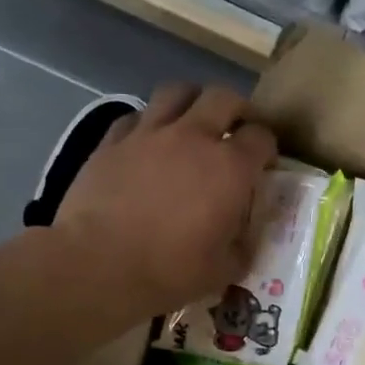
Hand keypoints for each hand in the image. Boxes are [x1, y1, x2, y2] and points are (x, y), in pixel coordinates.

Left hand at [54, 83, 277, 318]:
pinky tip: (147, 142)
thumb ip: (242, 246)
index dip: (267, 148)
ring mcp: (149, 134)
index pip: (262, 137)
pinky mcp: (112, 141)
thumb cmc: (169, 272)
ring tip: (192, 122)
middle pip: (224, 98)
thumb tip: (243, 236)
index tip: (264, 164)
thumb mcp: (223, 271)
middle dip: (236, 110)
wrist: (98, 266)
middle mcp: (194, 138)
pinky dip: (148, 122)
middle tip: (235, 130)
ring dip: (192, 102)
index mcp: (230, 168)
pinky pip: (136, 115)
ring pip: (177, 91)